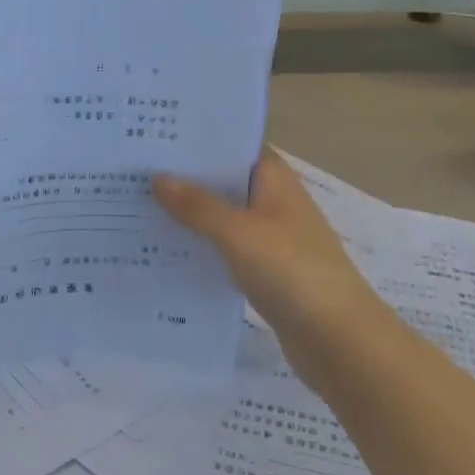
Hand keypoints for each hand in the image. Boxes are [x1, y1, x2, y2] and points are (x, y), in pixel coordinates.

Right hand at [152, 152, 380, 354]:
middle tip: (135, 169)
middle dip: (187, 176)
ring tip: (139, 205)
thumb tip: (157, 178)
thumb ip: (197, 205)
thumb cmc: (291, 271)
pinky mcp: (266, 272)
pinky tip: (167, 250)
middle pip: (225, 180)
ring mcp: (272, 238)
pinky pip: (227, 249)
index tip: (158, 135)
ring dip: (191, 214)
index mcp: (274, 179)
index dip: (200, 138)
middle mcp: (274, 201)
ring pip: (224, 216)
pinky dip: (202, 247)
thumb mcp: (238, 232)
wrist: (339, 339)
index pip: (234, 145)